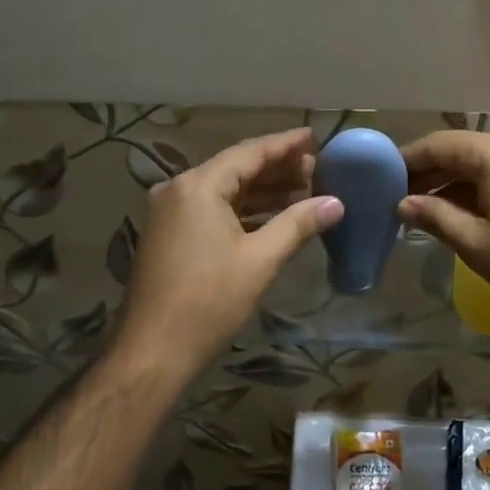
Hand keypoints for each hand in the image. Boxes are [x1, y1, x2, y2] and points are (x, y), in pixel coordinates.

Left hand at [115, 129, 342, 381]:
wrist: (153, 352)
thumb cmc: (209, 302)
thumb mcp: (260, 260)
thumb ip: (298, 224)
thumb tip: (336, 203)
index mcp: (198, 186)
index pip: (249, 152)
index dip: (285, 144)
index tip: (315, 137)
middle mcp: (178, 190)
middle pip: (235, 169)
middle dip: (277, 169)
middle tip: (318, 170)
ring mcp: (169, 213)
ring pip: (224, 192)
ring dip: (261, 192)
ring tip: (303, 192)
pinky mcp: (169, 236)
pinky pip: (211, 211)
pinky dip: (242, 211)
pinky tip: (272, 218)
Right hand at [399, 131, 489, 328]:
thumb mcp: (475, 244)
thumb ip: (435, 217)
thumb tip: (403, 204)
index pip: (437, 145)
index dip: (406, 161)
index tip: (380, 180)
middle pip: (462, 151)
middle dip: (429, 174)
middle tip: (399, 201)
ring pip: (485, 165)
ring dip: (455, 184)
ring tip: (428, 212)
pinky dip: (481, 190)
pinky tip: (467, 215)